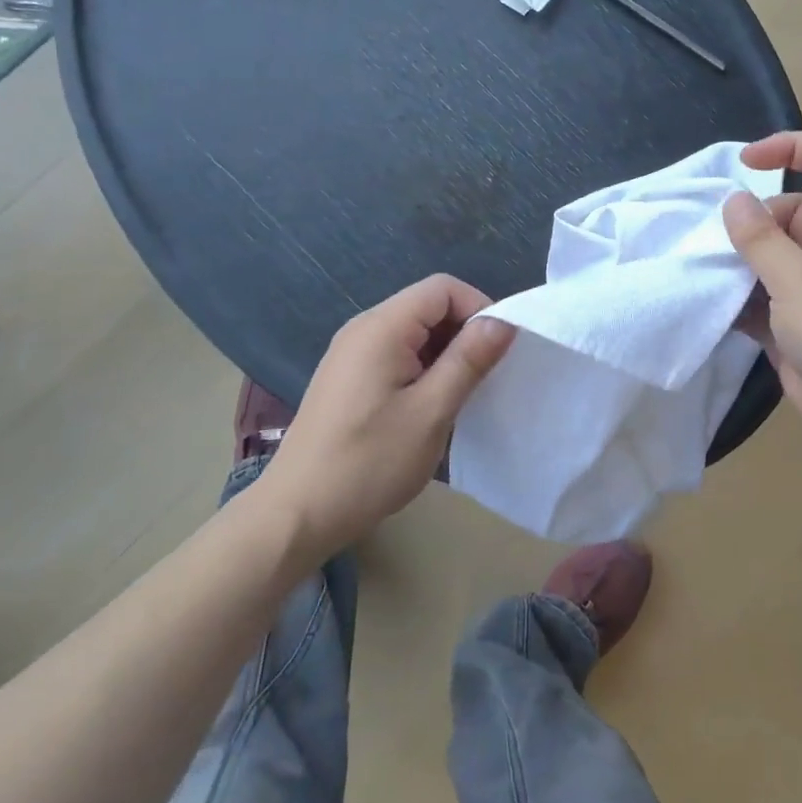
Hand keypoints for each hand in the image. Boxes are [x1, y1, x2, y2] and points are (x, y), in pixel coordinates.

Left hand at [259, 275, 515, 556]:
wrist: (297, 513)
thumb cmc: (369, 462)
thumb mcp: (431, 411)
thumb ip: (468, 360)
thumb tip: (504, 322)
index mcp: (382, 328)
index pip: (443, 288)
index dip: (480, 308)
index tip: (500, 350)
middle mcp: (363, 329)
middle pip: (428, 306)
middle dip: (465, 333)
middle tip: (486, 377)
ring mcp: (352, 354)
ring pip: (415, 332)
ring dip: (446, 354)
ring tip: (462, 395)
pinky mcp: (349, 378)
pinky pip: (398, 354)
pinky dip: (424, 368)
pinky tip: (431, 406)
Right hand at [723, 132, 801, 455]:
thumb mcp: (797, 281)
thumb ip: (761, 239)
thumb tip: (734, 200)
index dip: (791, 147)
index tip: (745, 164)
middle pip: (786, 211)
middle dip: (750, 221)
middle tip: (715, 242)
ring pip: (769, 254)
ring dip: (738, 260)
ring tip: (702, 269)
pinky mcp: (794, 320)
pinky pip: (760, 293)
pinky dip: (738, 296)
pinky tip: (709, 303)